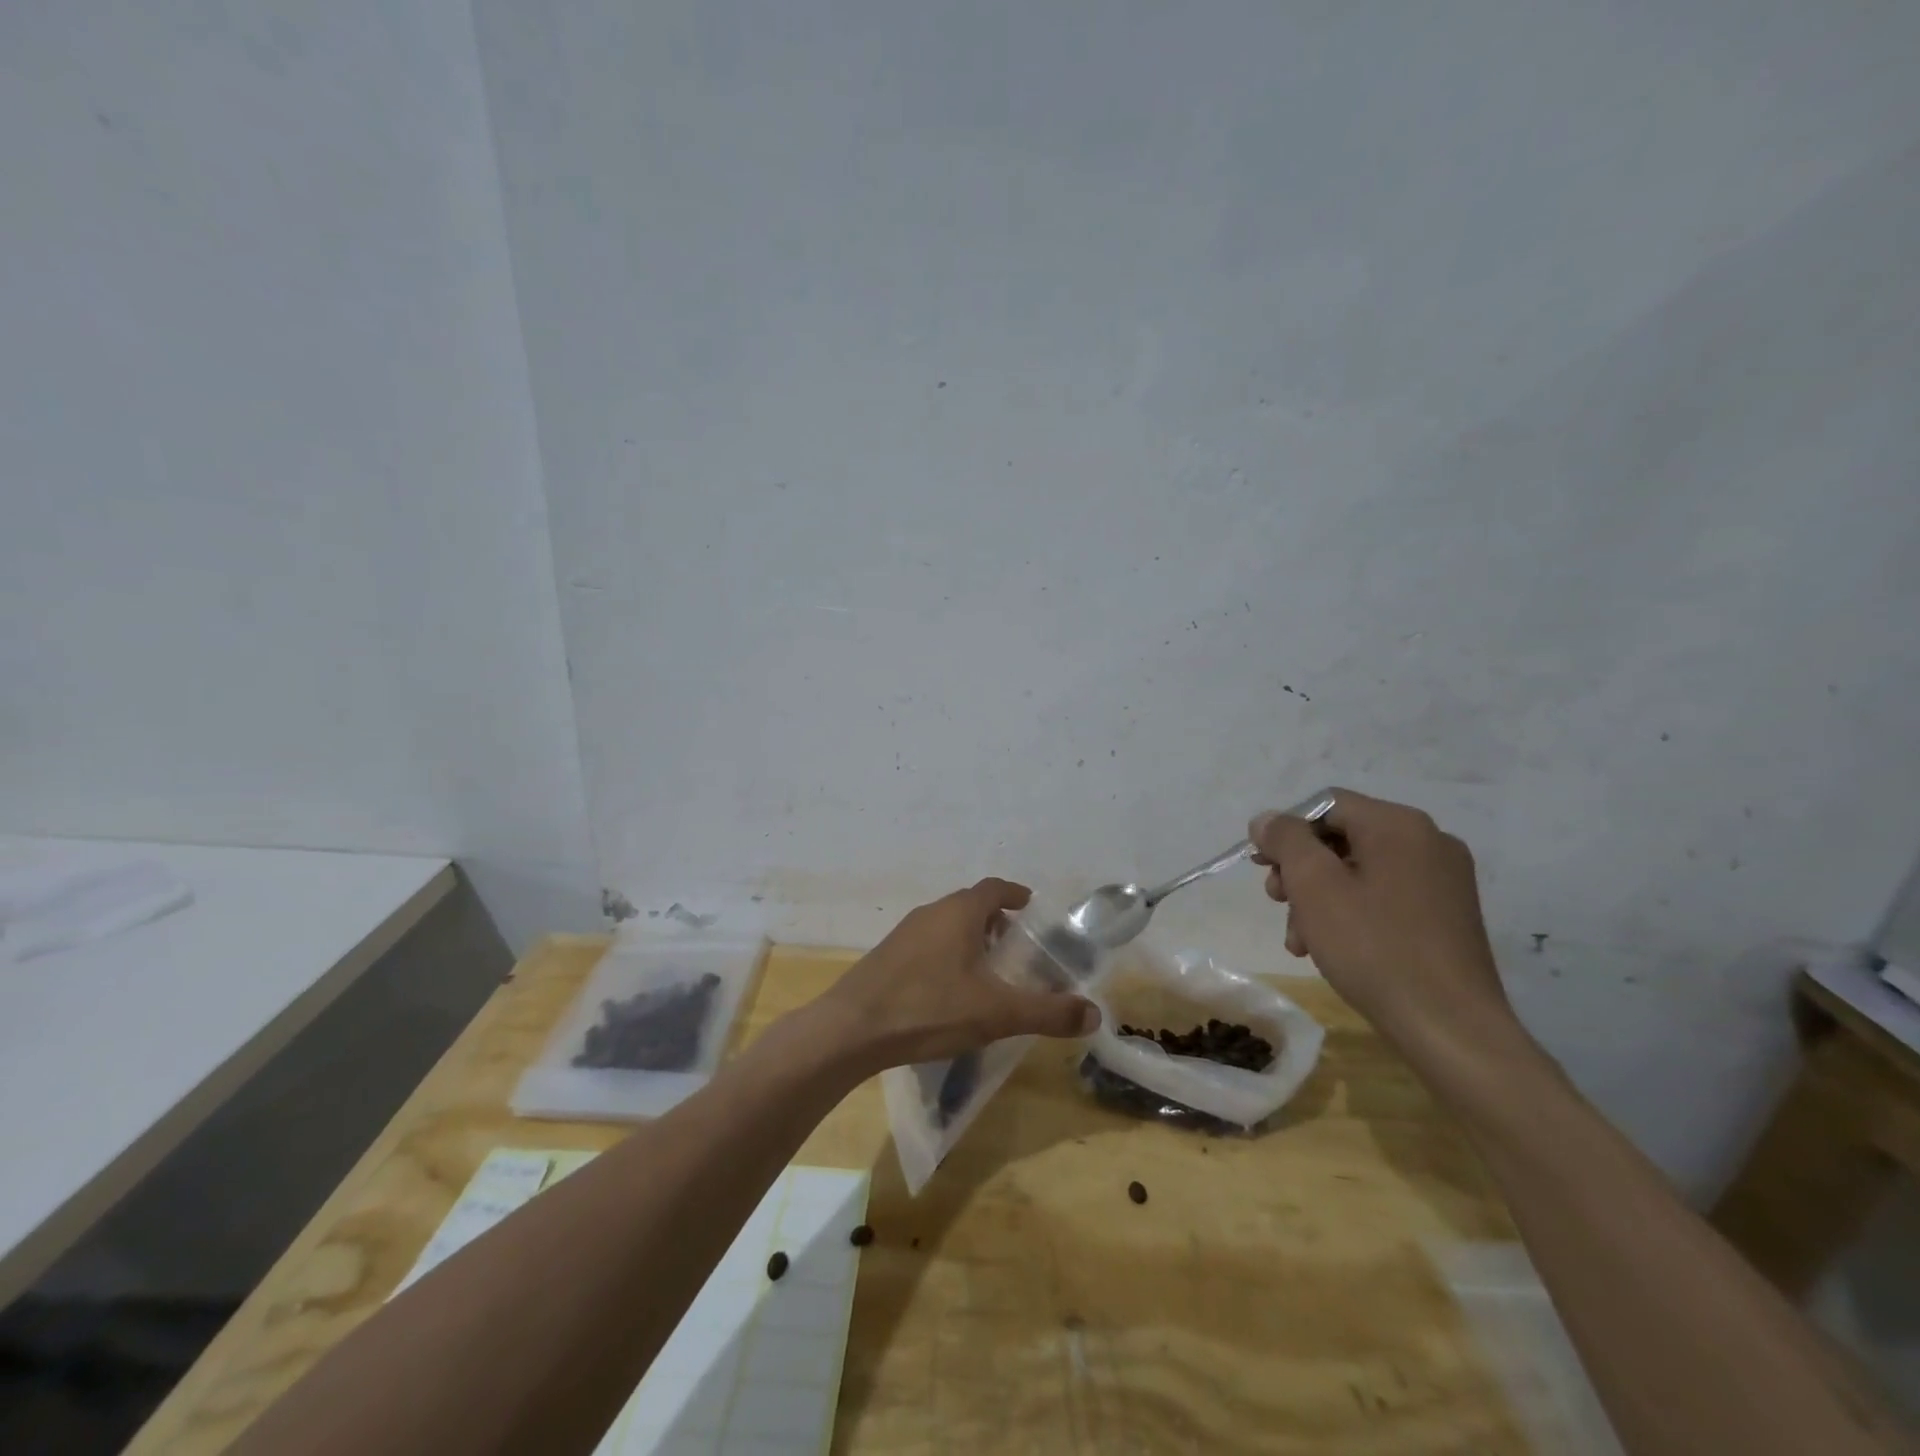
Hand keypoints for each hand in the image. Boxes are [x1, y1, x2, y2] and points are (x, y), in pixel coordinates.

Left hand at [810, 878, 1100, 1073]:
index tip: (1030, 907)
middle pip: (970, 905)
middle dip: (995, 920)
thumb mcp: (996, 1013)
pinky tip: (949, 989)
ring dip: (970, 937)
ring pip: (946, 924)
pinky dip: (947, 953)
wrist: (851, 1029)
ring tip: (987, 970)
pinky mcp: (887, 956)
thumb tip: (1094, 1013)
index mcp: (959, 913)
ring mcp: (905, 933)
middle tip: (1016, 945)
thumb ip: (1047, 1012)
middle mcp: (931, 913)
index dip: (1015, 894)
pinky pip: (927, 943)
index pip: (994, 888)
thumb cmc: (929, 1008)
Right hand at [1248, 790, 1520, 1061]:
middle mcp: (1429, 841)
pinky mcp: (1447, 914)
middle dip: (1300, 870)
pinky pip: (1384, 896)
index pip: (1326, 804)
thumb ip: (1286, 840)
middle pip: (1342, 837)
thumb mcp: (1314, 886)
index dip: (1286, 831)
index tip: (1262, 868)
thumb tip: (1268, 819)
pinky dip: (1350, 913)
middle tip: (1277, 902)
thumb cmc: (1374, 948)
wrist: (1451, 1029)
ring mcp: (1443, 880)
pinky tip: (1329, 948)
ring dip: (1319, 898)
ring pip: (1359, 871)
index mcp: (1399, 825)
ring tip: (1299, 939)